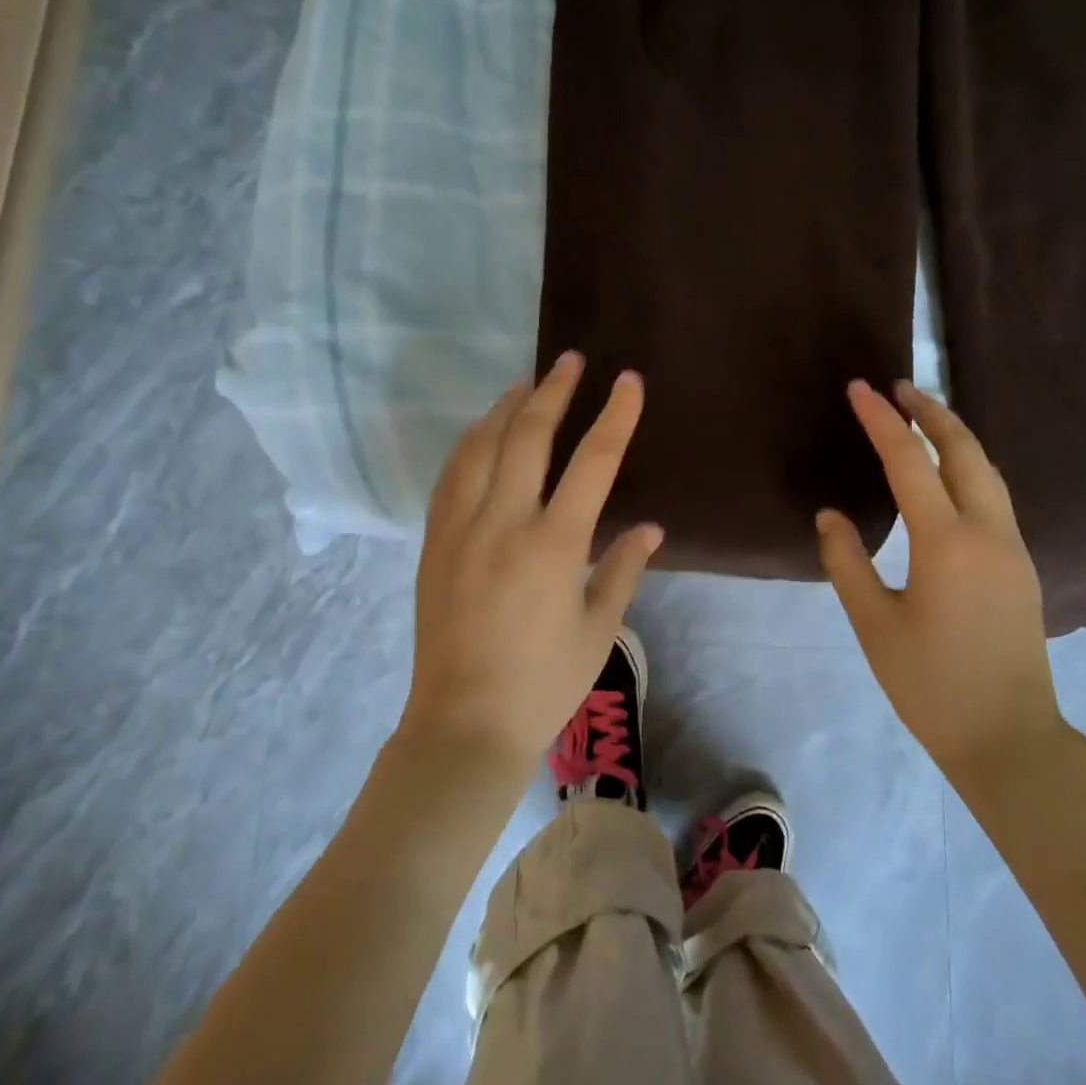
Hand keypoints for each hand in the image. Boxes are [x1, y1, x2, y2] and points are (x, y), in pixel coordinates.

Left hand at [403, 352, 662, 770]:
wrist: (464, 724)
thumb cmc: (544, 682)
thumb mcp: (599, 628)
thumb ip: (623, 569)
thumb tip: (651, 528)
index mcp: (555, 544)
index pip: (593, 461)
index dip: (615, 416)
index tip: (628, 381)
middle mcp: (505, 522)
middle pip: (529, 436)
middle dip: (554, 391)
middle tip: (570, 360)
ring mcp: (462, 528)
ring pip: (482, 446)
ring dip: (506, 408)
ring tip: (526, 384)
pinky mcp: (435, 542)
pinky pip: (451, 476)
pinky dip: (470, 443)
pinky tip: (481, 432)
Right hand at [817, 380, 1062, 777]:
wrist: (1009, 740)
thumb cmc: (931, 685)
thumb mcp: (873, 625)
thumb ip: (847, 563)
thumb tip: (830, 516)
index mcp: (947, 543)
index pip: (910, 462)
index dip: (882, 421)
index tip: (859, 389)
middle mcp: (988, 533)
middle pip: (964, 451)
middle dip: (931, 412)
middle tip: (897, 387)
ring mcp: (1012, 549)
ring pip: (987, 471)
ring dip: (954, 436)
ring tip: (922, 417)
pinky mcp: (1021, 567)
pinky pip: (995, 496)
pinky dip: (968, 466)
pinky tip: (947, 475)